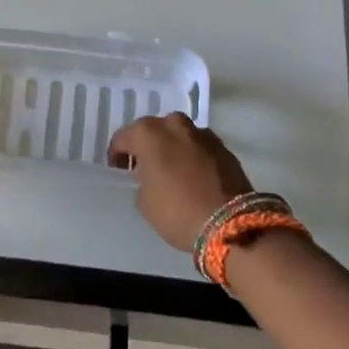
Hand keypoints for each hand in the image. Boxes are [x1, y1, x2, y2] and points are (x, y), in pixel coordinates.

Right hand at [107, 113, 253, 254]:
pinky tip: (192, 174)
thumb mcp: (144, 201)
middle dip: (147, 145)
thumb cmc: (177, 211)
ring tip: (171, 169)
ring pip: (179, 134)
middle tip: (144, 166)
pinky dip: (192, 155)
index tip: (119, 169)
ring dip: (172, 147)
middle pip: (153, 130)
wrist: (230, 223)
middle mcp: (174, 125)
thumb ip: (142, 178)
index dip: (118, 154)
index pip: (123, 137)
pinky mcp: (224, 147)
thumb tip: (150, 174)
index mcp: (148, 134)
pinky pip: (198, 146)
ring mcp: (202, 134)